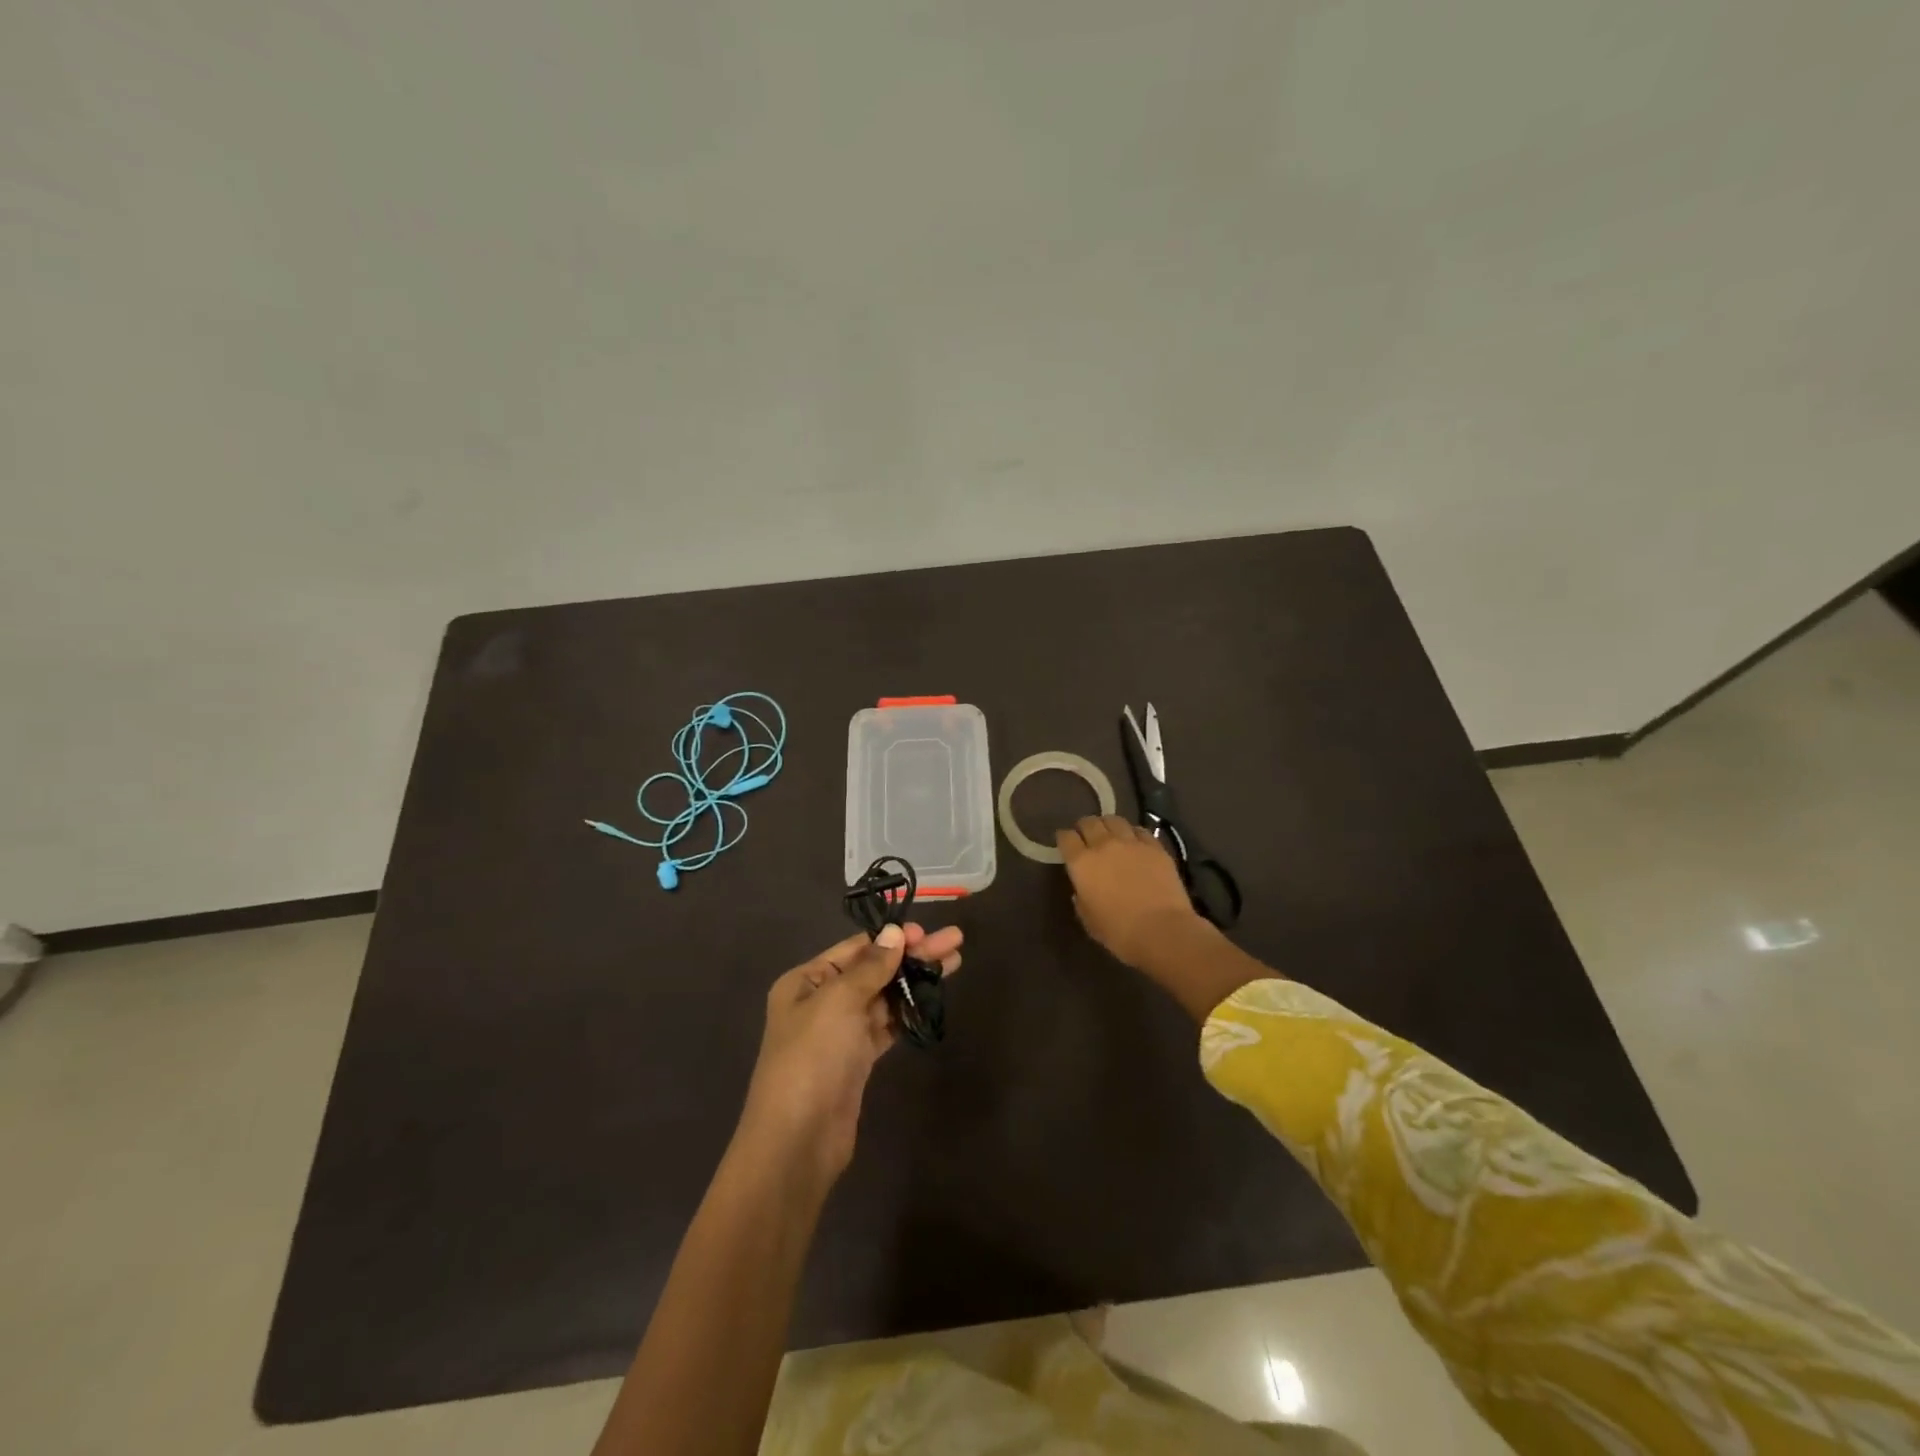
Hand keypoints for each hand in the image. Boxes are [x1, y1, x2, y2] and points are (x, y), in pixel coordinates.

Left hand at [738, 922, 962, 1184]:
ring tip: (954, 962)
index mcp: (806, 981)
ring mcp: (841, 1032)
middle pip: (874, 969)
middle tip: (955, 941)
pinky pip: (888, 1025)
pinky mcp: (858, 1059)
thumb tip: (896, 932)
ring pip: (885, 996)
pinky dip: (910, 1010)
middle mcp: (822, 1001)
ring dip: (916, 980)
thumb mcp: (838, 1002)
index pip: (855, 948)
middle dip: (913, 955)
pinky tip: (935, 998)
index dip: (892, 938)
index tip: (926, 932)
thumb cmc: (812, 1058)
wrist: (799, 1140)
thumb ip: (871, 966)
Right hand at [1057, 814, 1205, 969]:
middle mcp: (1103, 845)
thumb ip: (1081, 900)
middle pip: (1089, 822)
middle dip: (1084, 827)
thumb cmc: (1120, 932)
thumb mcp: (1089, 920)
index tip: (1065, 844)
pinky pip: (1139, 830)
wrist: (1162, 930)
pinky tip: (1134, 841)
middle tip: (1086, 836)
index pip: (1066, 837)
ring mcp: (1131, 843)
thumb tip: (1082, 891)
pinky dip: (1132, 833)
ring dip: (1108, 825)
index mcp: (1082, 863)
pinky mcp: (1155, 846)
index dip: (1064, 838)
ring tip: (1110, 834)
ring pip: (1114, 820)